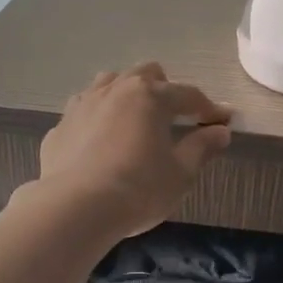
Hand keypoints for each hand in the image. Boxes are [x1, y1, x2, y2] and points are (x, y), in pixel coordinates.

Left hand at [35, 62, 232, 239]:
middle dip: (164, 89)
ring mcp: (82, 105)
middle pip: (145, 74)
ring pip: (109, 83)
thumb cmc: (139, 189)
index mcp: (150, 96)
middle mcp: (115, 90)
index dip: (208, 108)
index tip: (223, 121)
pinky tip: (100, 142)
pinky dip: (98, 118)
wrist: (75, 208)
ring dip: (126, 94)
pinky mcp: (60, 127)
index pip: (188, 95)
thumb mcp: (180, 173)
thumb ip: (201, 148)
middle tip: (174, 116)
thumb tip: (221, 131)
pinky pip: (84, 111)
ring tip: (134, 120)